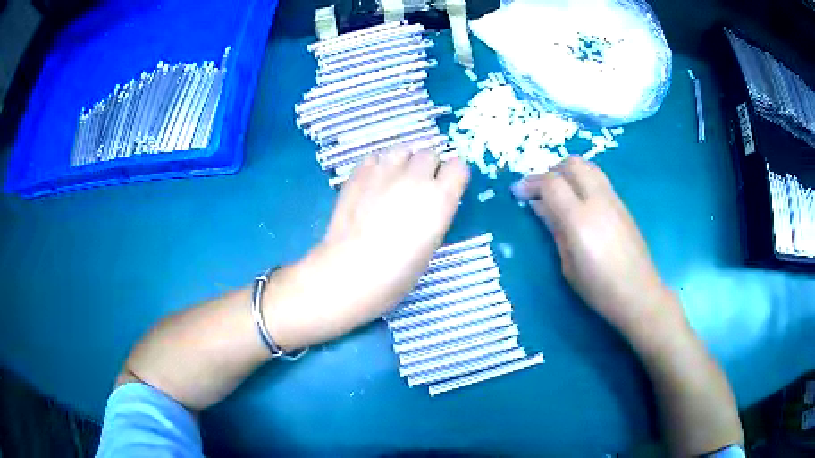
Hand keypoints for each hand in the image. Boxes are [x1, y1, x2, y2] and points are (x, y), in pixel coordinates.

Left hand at [265, 149, 469, 350]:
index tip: (447, 187)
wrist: (350, 271)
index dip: (453, 176)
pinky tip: (372, 183)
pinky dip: (378, 166)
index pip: (458, 167)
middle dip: (429, 167)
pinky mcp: (358, 174)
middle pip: (430, 154)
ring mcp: (384, 172)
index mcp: (439, 199)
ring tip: (396, 179)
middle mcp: (415, 178)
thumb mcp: (429, 246)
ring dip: (404, 161)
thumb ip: (434, 215)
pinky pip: (374, 158)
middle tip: (419, 187)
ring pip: (402, 149)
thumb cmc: (396, 273)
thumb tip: (429, 203)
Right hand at [511, 157, 682, 343]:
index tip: (518, 193)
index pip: (552, 183)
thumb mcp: (568, 265)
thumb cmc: (599, 288)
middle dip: (551, 171)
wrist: (638, 293)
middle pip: (572, 164)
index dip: (531, 183)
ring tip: (560, 193)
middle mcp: (598, 200)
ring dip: (569, 172)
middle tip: (541, 191)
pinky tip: (580, 202)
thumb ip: (555, 230)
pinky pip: (599, 179)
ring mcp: (613, 199)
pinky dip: (583, 180)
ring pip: (588, 166)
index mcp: (579, 219)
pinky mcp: (622, 204)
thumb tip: (540, 206)